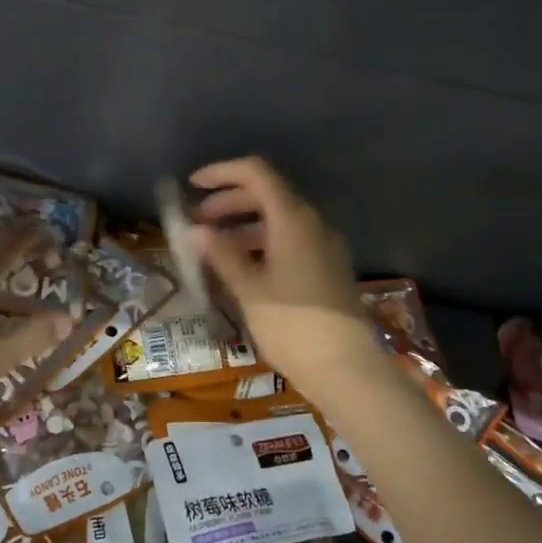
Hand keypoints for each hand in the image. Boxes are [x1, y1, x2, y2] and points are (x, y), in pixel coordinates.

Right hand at [187, 157, 384, 396]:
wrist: (348, 369)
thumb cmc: (292, 325)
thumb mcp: (249, 289)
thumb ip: (222, 254)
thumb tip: (195, 231)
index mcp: (293, 219)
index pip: (256, 173)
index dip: (222, 173)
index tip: (193, 186)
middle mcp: (312, 224)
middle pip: (267, 194)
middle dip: (229, 202)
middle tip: (199, 222)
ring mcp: (324, 246)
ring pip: (279, 220)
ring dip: (245, 225)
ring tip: (215, 248)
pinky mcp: (328, 268)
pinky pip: (291, 241)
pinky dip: (263, 244)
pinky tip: (243, 269)